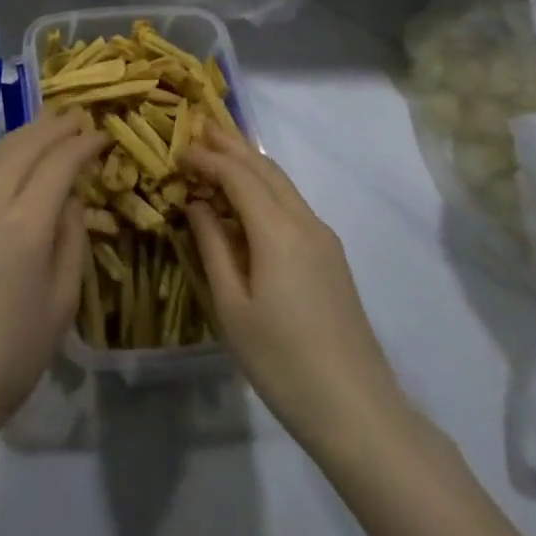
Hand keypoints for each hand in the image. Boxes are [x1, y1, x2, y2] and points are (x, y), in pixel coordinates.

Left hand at [0, 108, 105, 442]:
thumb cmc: (9, 354)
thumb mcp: (61, 303)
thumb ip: (71, 239)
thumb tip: (70, 197)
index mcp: (24, 224)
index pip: (59, 162)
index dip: (83, 144)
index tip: (101, 136)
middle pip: (26, 144)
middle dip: (56, 126)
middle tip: (79, 117)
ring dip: (27, 133)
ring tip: (50, 125)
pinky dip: (0, 150)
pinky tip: (11, 154)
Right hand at [184, 136, 401, 454]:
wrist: (357, 409)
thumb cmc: (282, 361)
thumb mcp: (233, 307)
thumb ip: (213, 247)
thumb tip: (198, 204)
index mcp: (277, 230)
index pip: (237, 175)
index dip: (207, 158)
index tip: (178, 150)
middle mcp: (304, 221)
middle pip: (265, 168)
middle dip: (232, 144)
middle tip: (201, 126)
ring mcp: (323, 237)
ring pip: (282, 183)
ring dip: (251, 161)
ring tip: (222, 148)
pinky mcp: (331, 256)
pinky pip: (293, 203)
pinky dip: (266, 185)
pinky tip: (251, 195)